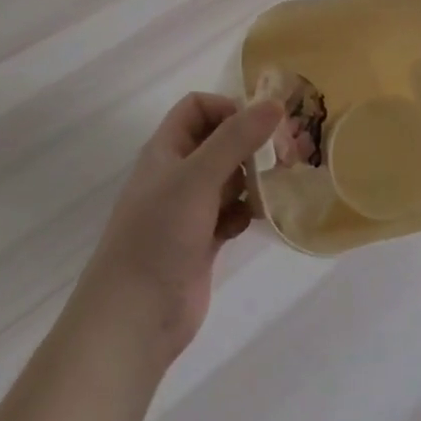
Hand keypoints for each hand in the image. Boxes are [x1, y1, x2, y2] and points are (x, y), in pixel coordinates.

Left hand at [74, 93, 283, 367]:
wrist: (134, 317)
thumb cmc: (159, 235)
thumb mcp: (197, 178)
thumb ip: (236, 139)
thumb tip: (275, 103)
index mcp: (166, 151)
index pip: (197, 108)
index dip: (227, 108)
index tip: (260, 124)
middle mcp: (177, 175)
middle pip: (218, 142)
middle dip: (250, 143)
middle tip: (286, 152)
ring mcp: (189, 210)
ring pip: (229, 179)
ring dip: (253, 178)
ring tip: (279, 183)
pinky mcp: (202, 242)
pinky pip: (232, 213)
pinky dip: (246, 212)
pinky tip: (258, 220)